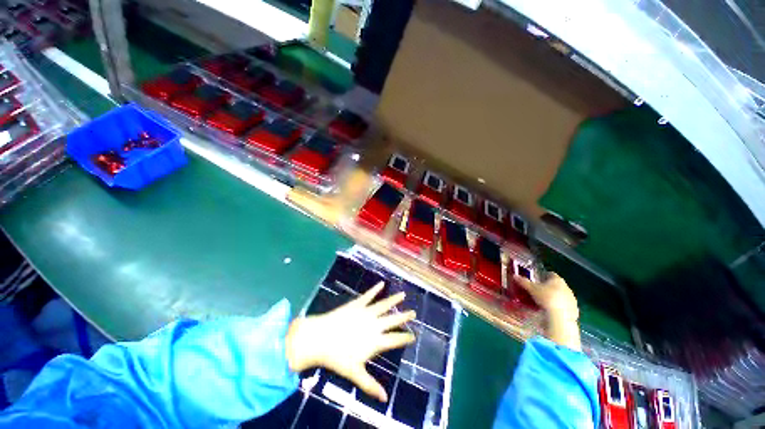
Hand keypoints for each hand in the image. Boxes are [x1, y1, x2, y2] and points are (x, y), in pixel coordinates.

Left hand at [285, 282, 415, 401]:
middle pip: (393, 320)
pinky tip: (381, 283)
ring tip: (403, 295)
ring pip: (384, 305)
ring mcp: (366, 312)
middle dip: (404, 316)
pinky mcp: (357, 304)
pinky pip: (368, 295)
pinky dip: (375, 289)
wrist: (320, 339)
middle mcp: (374, 325)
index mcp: (375, 341)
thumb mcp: (355, 373)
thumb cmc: (337, 358)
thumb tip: (384, 399)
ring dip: (394, 300)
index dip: (405, 338)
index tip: (414, 335)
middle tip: (413, 312)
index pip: (395, 340)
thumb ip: (370, 385)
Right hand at [514, 272, 578, 320]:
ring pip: (562, 295)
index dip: (543, 275)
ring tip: (544, 302)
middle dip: (549, 287)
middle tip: (539, 291)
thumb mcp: (531, 289)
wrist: (560, 317)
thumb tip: (514, 275)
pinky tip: (552, 311)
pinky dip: (559, 307)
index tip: (537, 279)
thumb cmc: (545, 298)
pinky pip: (565, 305)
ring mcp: (572, 298)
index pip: (550, 274)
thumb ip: (523, 282)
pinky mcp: (574, 309)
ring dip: (555, 297)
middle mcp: (566, 287)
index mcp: (557, 279)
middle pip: (557, 284)